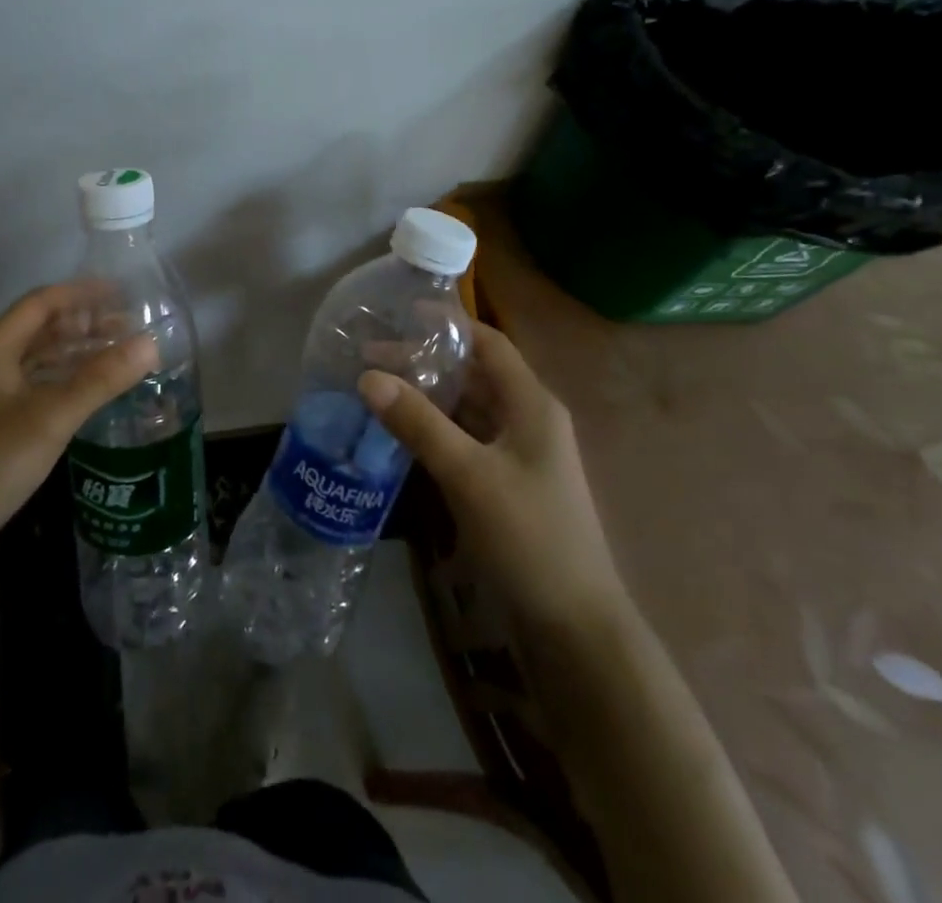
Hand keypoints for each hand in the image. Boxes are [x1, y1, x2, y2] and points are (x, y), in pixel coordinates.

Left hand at [0, 284, 157, 552]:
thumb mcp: (52, 417)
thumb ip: (101, 378)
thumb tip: (150, 343)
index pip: (42, 303)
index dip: (82, 293)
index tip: (122, 293)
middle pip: (40, 327)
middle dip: (85, 322)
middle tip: (129, 324)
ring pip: (38, 355)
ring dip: (76, 349)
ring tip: (118, 350)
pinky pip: (34, 380)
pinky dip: (64, 375)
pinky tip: (91, 384)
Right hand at [358, 323, 630, 635]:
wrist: (573, 626)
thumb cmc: (528, 537)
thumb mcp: (468, 474)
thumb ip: (418, 423)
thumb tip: (367, 376)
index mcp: (532, 404)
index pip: (489, 343)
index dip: (448, 324)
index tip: (400, 315)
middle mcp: (529, 420)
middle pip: (474, 374)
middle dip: (426, 361)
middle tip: (372, 357)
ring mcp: (519, 454)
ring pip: (468, 408)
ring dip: (428, 395)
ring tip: (378, 388)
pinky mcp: (507, 483)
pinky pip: (467, 439)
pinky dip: (436, 428)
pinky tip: (402, 433)